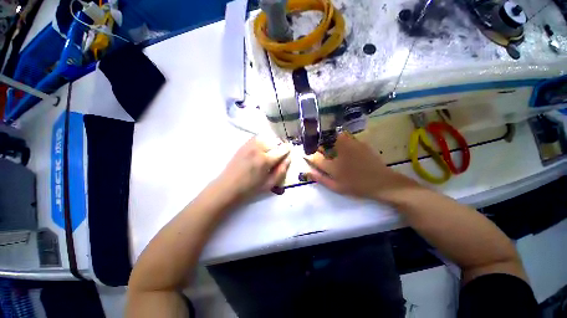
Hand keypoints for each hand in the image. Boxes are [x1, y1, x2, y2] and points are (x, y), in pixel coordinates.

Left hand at [215, 135, 290, 204]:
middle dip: (279, 146)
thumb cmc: (250, 189)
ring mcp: (249, 145)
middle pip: (275, 141)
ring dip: (271, 143)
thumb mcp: (269, 184)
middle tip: (278, 154)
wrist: (228, 187)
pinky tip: (261, 149)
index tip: (288, 151)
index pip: (282, 149)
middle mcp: (258, 149)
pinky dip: (262, 140)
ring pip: (266, 137)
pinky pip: (257, 137)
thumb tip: (288, 159)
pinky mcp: (243, 145)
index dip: (287, 149)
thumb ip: (281, 171)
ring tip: (270, 151)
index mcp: (265, 160)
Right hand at [305, 132, 417, 201]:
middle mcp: (339, 152)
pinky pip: (346, 138)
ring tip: (330, 148)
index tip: (305, 156)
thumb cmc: (357, 186)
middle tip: (320, 152)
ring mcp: (350, 145)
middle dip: (319, 146)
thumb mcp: (336, 187)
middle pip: (324, 143)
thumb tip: (307, 172)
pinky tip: (345, 148)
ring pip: (334, 138)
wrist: (382, 182)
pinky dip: (341, 140)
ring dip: (330, 141)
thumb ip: (320, 179)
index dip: (309, 156)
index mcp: (333, 165)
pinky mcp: (359, 142)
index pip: (315, 158)